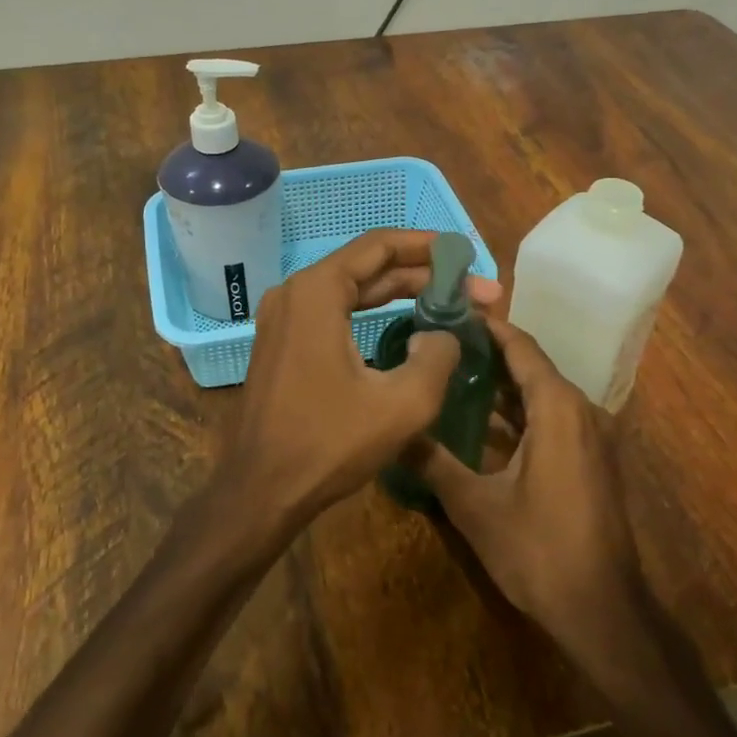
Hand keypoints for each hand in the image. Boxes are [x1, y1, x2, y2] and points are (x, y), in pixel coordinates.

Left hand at [213, 229, 502, 535]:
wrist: (261, 490)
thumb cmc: (329, 444)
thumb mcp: (403, 403)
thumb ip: (437, 357)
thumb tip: (442, 335)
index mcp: (317, 292)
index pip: (380, 246)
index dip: (430, 247)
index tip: (467, 258)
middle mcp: (295, 293)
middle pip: (368, 267)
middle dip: (424, 276)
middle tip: (475, 292)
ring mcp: (283, 318)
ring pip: (353, 291)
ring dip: (402, 294)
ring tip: (451, 304)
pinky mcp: (283, 344)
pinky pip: (336, 313)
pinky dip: (374, 314)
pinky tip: (407, 327)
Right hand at [408, 316, 645, 671]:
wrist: (602, 610)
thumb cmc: (538, 550)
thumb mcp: (474, 505)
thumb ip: (432, 462)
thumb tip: (393, 429)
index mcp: (558, 409)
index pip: (520, 347)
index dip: (486, 327)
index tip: (449, 311)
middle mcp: (581, 411)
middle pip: (531, 367)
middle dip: (487, 354)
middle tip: (438, 343)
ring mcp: (591, 437)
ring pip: (541, 396)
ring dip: (501, 385)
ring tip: (452, 374)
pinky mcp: (591, 461)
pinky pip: (551, 420)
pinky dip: (518, 413)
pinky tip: (481, 422)